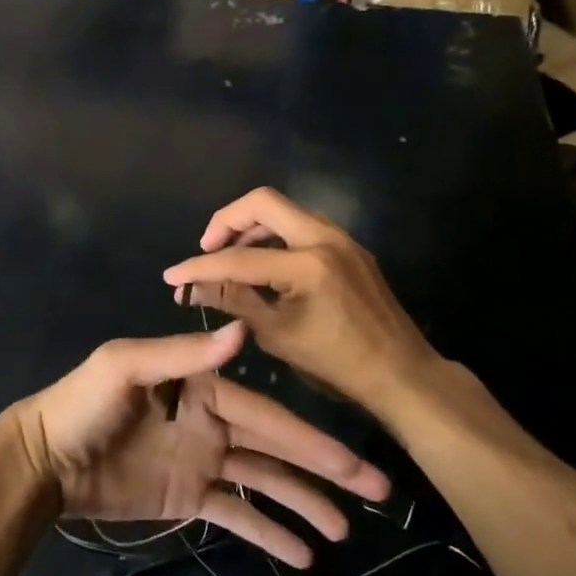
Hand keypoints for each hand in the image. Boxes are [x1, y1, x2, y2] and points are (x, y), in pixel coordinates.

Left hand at [11, 322, 389, 567]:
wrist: (43, 461)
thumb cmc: (82, 406)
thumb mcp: (125, 368)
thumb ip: (182, 354)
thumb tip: (242, 331)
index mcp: (201, 385)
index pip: (266, 412)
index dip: (310, 436)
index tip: (352, 458)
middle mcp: (210, 420)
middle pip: (277, 446)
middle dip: (325, 467)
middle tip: (378, 491)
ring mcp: (201, 460)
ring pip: (264, 480)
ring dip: (304, 501)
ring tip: (346, 529)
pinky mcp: (187, 497)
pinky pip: (235, 513)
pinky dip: (267, 530)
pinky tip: (302, 552)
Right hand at [161, 188, 454, 424]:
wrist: (403, 374)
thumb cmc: (338, 365)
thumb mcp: (278, 336)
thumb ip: (235, 302)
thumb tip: (194, 286)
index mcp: (307, 265)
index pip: (239, 257)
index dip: (200, 267)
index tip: (172, 276)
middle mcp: (325, 238)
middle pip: (262, 201)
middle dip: (226, 221)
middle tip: (207, 249)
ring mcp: (341, 238)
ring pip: (283, 210)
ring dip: (251, 225)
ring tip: (230, 257)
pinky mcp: (349, 246)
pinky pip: (302, 225)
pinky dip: (275, 235)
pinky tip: (263, 263)